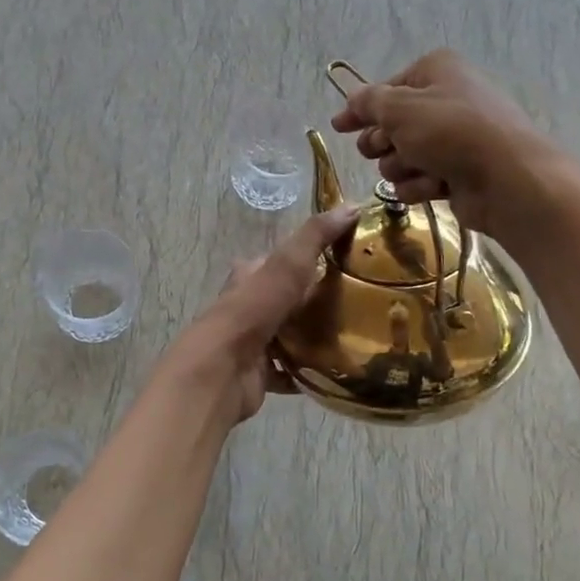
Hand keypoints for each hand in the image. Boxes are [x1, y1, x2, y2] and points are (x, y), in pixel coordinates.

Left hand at [167, 205, 360, 422]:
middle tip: (357, 304)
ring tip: (354, 337)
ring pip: (288, 335)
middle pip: (286, 300)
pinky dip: (307, 372)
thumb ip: (316, 236)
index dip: (307, 258)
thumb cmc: (253, 310)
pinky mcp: (257, 374)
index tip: (344, 261)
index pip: (280, 261)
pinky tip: (334, 372)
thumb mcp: (288, 264)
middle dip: (314, 301)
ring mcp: (251, 343)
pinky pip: (288, 372)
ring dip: (313, 337)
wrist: (222, 370)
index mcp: (249, 277)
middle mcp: (247, 307)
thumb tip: (352, 205)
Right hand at [329, 49, 579, 240]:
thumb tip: (353, 98)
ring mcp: (454, 139)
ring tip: (419, 168)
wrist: (507, 179)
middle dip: (381, 142)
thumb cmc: (450, 132)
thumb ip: (369, 102)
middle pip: (392, 125)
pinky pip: (420, 179)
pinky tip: (434, 186)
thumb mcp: (400, 108)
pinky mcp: (458, 173)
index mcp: (436, 72)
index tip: (338, 126)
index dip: (361, 109)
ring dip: (401, 166)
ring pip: (402, 156)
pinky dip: (421, 185)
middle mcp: (446, 101)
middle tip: (378, 149)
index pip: (386, 89)